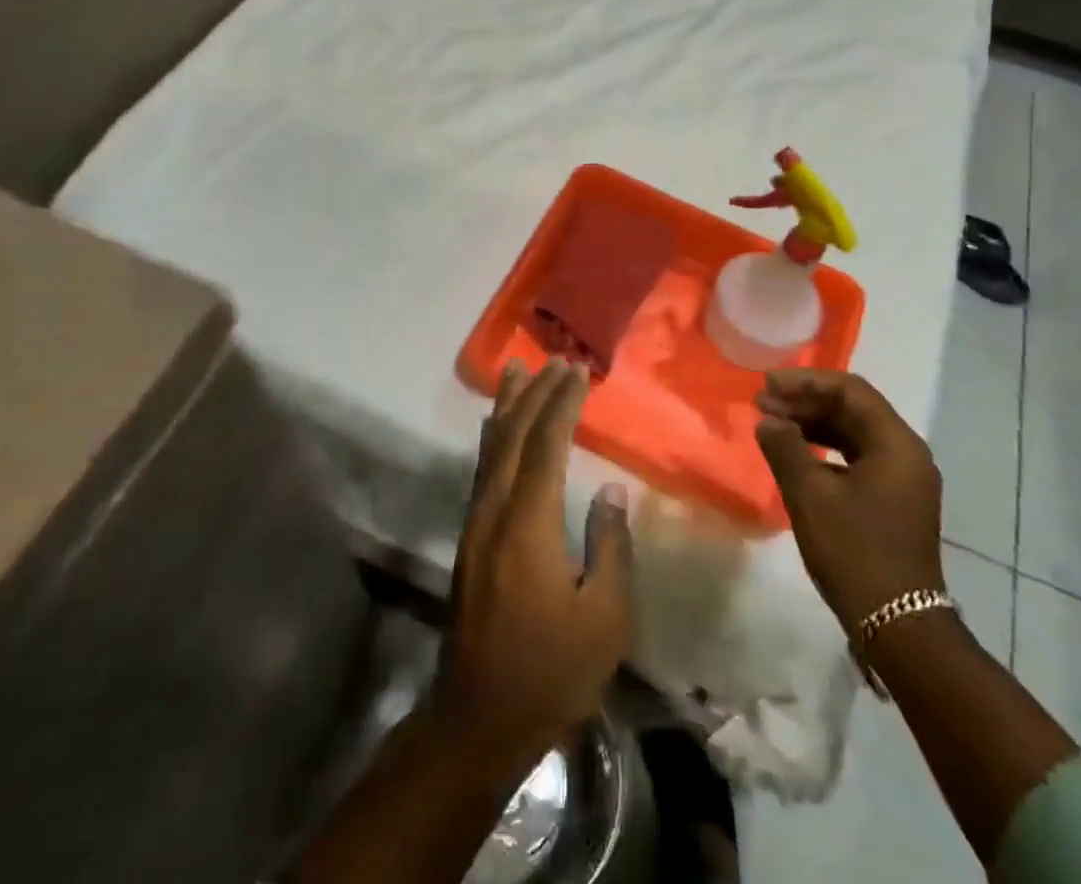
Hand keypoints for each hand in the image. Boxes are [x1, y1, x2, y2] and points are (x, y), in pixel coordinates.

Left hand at [432, 358, 633, 774]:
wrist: (477, 719)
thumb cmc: (551, 672)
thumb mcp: (604, 619)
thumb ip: (609, 546)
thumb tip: (611, 491)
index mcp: (528, 524)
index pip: (546, 446)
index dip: (561, 404)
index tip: (578, 371)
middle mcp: (494, 511)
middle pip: (513, 436)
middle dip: (536, 394)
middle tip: (556, 360)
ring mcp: (475, 524)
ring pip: (490, 448)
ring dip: (507, 406)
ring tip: (517, 370)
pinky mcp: (469, 539)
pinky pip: (482, 469)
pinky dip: (493, 437)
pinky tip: (496, 428)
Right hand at [754, 369, 945, 633]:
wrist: (898, 627)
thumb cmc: (855, 552)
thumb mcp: (810, 495)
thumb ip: (785, 448)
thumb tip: (768, 421)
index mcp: (896, 444)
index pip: (850, 390)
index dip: (805, 381)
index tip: (767, 384)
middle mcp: (906, 454)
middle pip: (853, 409)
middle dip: (806, 401)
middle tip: (763, 403)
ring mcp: (903, 480)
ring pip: (854, 433)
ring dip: (813, 424)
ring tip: (772, 424)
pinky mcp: (893, 501)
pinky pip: (856, 458)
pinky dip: (825, 449)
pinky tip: (796, 454)